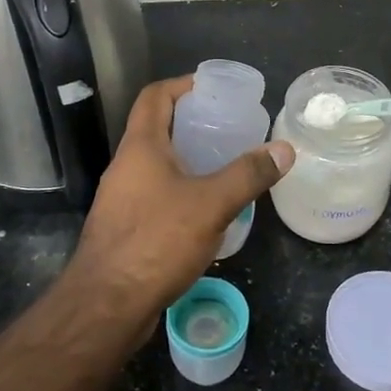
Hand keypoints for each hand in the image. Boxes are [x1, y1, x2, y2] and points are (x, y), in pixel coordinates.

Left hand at [66, 76, 293, 320]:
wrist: (106, 305)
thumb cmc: (156, 242)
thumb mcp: (211, 204)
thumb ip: (248, 174)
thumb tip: (285, 149)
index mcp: (140, 147)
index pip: (155, 96)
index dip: (182, 85)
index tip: (212, 89)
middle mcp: (125, 166)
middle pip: (156, 129)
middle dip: (191, 123)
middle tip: (228, 129)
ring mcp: (120, 199)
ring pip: (155, 165)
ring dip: (186, 160)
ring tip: (224, 167)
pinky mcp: (124, 228)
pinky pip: (154, 195)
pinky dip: (180, 191)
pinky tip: (205, 211)